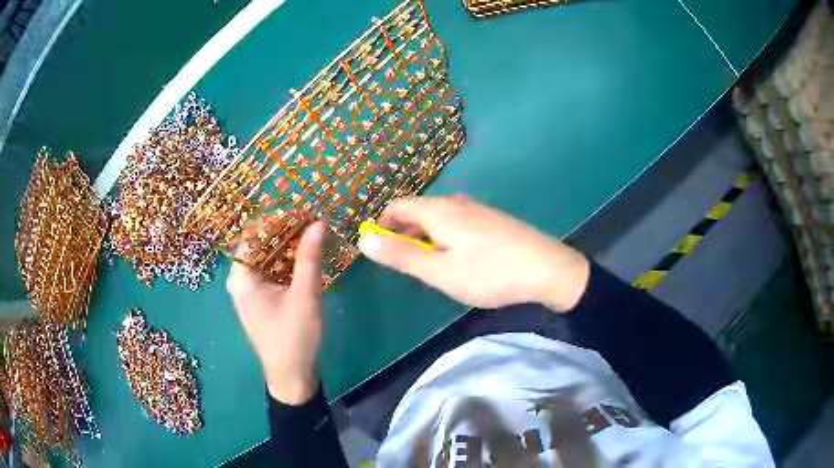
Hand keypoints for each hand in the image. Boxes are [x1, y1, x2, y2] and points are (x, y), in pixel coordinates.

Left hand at [226, 220, 324, 404]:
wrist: (292, 377)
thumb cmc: (293, 338)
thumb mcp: (304, 296)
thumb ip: (309, 257)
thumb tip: (319, 221)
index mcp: (241, 276)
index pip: (253, 233)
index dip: (277, 218)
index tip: (304, 209)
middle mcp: (241, 279)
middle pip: (261, 244)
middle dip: (287, 231)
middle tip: (314, 219)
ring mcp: (251, 290)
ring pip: (269, 257)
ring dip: (290, 245)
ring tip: (316, 232)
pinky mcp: (263, 298)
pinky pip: (274, 271)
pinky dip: (290, 262)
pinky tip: (309, 256)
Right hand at [358, 196, 589, 311]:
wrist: (547, 269)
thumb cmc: (489, 272)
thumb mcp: (440, 271)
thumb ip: (402, 255)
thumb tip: (364, 239)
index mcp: (439, 210)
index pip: (398, 206)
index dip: (382, 223)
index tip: (379, 248)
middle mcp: (457, 203)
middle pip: (419, 211)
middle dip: (405, 234)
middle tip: (405, 265)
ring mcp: (478, 211)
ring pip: (440, 219)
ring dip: (426, 238)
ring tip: (430, 267)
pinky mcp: (493, 221)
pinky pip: (458, 224)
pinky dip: (446, 239)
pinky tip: (459, 262)